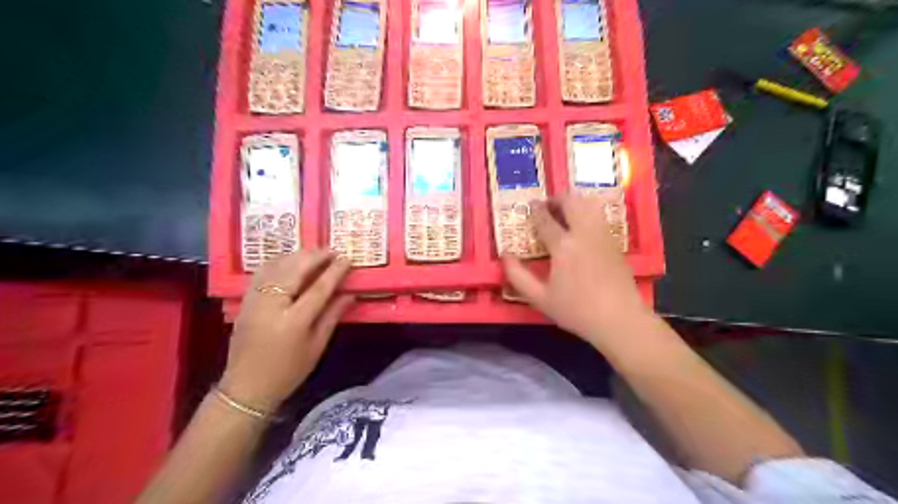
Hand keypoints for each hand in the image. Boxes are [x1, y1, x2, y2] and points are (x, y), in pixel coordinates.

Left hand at [221, 251, 354, 412]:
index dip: (335, 271)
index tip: (347, 258)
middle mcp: (272, 306)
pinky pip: (262, 272)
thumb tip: (350, 294)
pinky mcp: (245, 301)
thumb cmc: (288, 371)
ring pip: (276, 267)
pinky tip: (291, 261)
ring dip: (297, 256)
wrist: (246, 387)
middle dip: (316, 256)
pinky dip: (279, 262)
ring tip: (315, 254)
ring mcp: (255, 301)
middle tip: (332, 251)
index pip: (319, 288)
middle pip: (295, 270)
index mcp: (294, 322)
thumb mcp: (317, 346)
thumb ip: (333, 316)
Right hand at [504, 196, 646, 348]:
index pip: (546, 219)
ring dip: (575, 202)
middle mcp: (584, 233)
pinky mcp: (615, 242)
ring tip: (565, 212)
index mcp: (563, 246)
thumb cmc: (576, 310)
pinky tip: (582, 226)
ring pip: (589, 204)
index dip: (536, 210)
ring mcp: (603, 235)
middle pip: (571, 202)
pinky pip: (600, 216)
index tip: (530, 206)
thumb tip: (505, 257)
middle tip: (548, 205)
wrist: (619, 319)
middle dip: (557, 198)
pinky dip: (588, 212)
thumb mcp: (540, 298)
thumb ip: (518, 276)